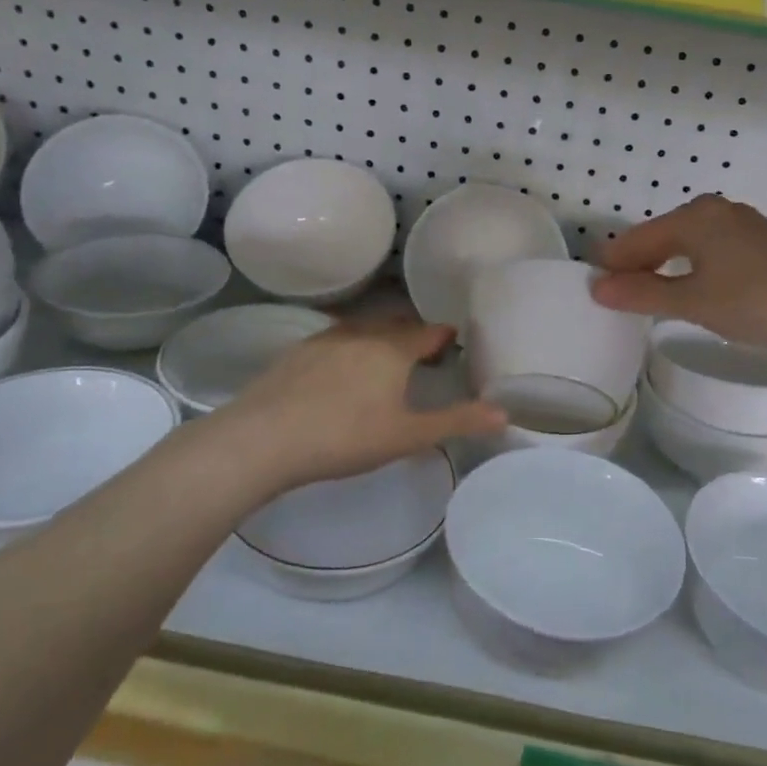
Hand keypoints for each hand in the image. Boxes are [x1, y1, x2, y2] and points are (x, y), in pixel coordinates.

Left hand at [193, 319, 504, 499]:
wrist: (262, 440)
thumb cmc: (345, 437)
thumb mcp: (408, 436)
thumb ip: (457, 422)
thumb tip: (504, 413)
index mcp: (393, 348)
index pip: (429, 331)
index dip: (444, 338)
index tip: (453, 349)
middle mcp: (361, 333)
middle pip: (396, 325)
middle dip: (414, 338)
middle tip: (424, 361)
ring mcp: (323, 340)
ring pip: (362, 330)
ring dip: (379, 341)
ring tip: (383, 367)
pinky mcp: (295, 354)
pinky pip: (334, 343)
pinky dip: (348, 352)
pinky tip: (339, 377)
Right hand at [591, 195, 766, 358]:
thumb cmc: (755, 301)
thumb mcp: (693, 302)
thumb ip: (642, 294)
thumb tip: (597, 288)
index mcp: (694, 216)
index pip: (638, 238)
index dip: (614, 262)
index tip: (592, 285)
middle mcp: (716, 210)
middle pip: (662, 235)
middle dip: (637, 262)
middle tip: (615, 292)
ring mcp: (743, 225)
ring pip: (688, 242)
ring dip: (664, 265)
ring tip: (646, 293)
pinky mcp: (762, 244)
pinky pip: (711, 250)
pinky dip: (692, 267)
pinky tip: (691, 286)